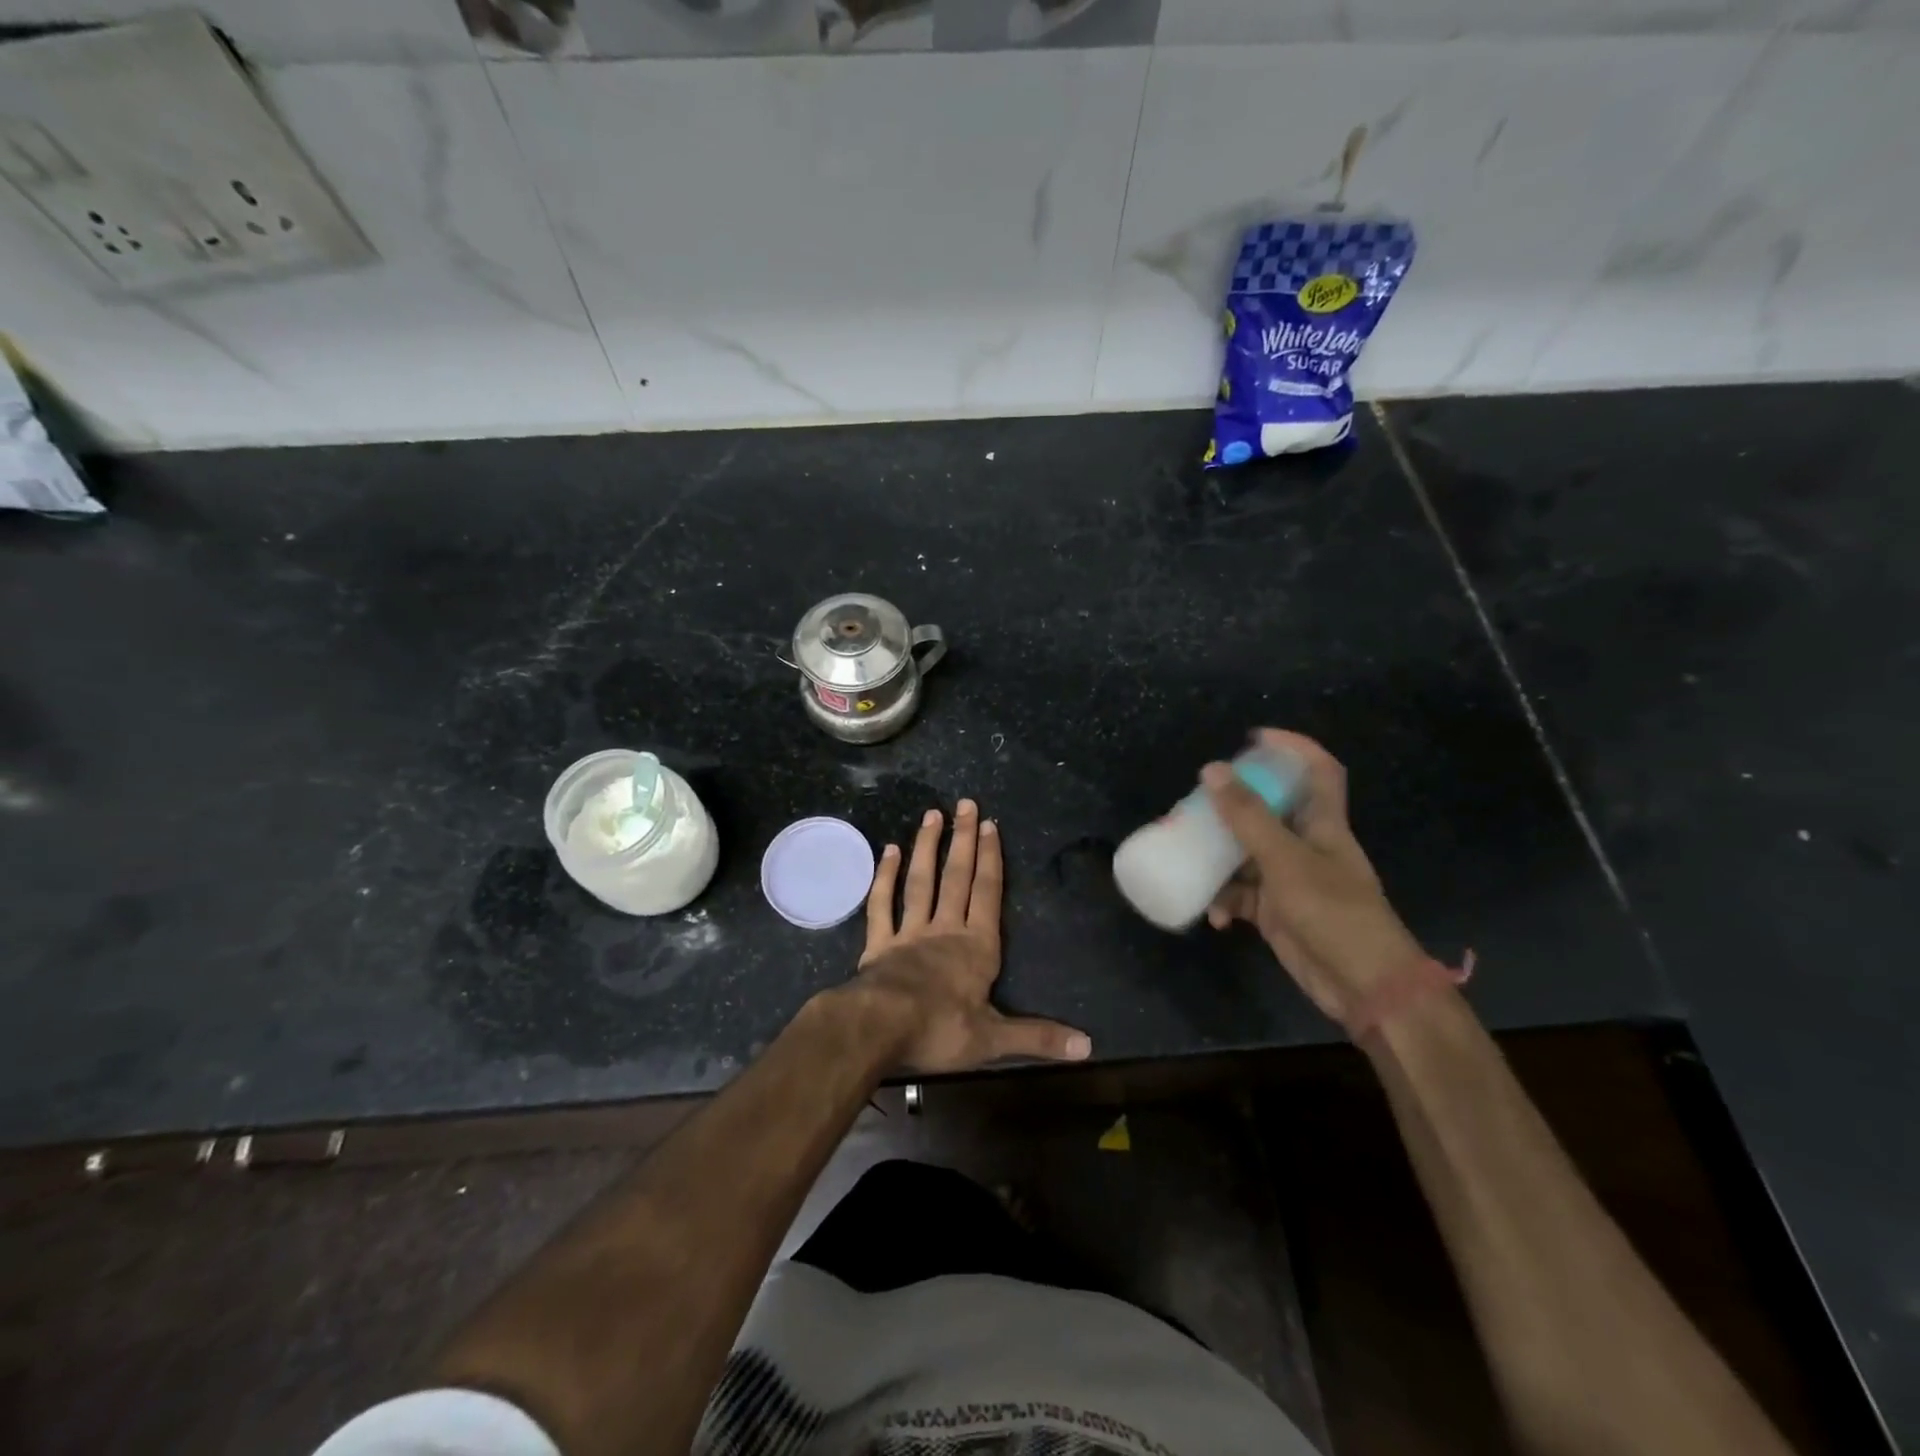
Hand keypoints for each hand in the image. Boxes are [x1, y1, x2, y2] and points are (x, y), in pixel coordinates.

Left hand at [850, 798, 1090, 1073]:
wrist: (879, 1028)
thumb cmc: (939, 1030)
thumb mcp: (994, 1039)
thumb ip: (1038, 1038)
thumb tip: (1088, 1046)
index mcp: (976, 947)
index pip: (987, 893)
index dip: (991, 859)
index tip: (990, 825)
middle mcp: (945, 929)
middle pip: (957, 877)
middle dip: (963, 839)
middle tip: (965, 804)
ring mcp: (910, 932)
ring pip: (921, 881)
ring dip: (927, 847)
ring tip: (932, 815)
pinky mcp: (879, 943)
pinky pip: (882, 904)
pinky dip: (885, 877)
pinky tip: (889, 851)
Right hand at [1202, 730, 1425, 1027]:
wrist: (1364, 986)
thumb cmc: (1333, 912)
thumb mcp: (1285, 860)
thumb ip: (1248, 817)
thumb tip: (1213, 770)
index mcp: (1322, 824)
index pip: (1318, 771)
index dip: (1294, 747)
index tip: (1254, 738)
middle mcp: (1306, 846)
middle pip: (1269, 810)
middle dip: (1233, 806)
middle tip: (1197, 804)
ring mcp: (1291, 880)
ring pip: (1247, 854)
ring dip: (1220, 860)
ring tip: (1190, 859)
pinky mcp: (1277, 913)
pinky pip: (1242, 896)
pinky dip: (1225, 902)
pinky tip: (1215, 916)